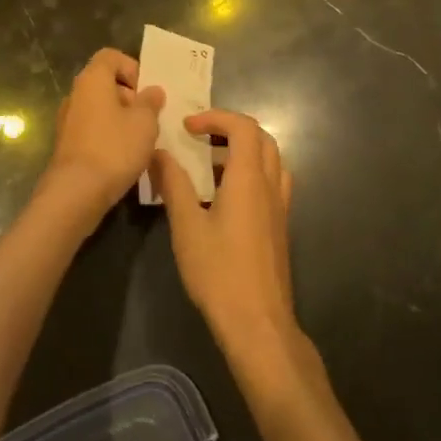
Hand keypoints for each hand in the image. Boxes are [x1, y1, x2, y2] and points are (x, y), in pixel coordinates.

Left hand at [33, 48, 164, 236]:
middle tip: (149, 117)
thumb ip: (150, 102)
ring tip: (141, 139)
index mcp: (92, 80)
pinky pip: (93, 128)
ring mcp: (68, 119)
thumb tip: (152, 91)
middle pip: (105, 82)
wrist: (76, 191)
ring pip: (100, 108)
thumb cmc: (114, 147)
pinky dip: (109, 135)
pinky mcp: (67, 143)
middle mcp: (76, 94)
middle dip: (130, 96)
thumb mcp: (144, 122)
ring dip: (121, 118)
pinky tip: (124, 156)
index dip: (131, 67)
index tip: (146, 91)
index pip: (110, 56)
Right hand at [153, 110, 305, 377]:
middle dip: (231, 128)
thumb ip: (174, 184)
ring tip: (212, 164)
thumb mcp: (186, 226)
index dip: (216, 117)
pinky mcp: (280, 227)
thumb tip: (159, 152)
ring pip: (271, 160)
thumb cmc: (219, 272)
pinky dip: (252, 173)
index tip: (187, 127)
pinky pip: (272, 183)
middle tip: (200, 137)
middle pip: (262, 138)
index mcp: (249, 179)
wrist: (258, 323)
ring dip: (245, 150)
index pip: (243, 127)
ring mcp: (280, 208)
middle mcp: (270, 186)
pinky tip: (227, 197)